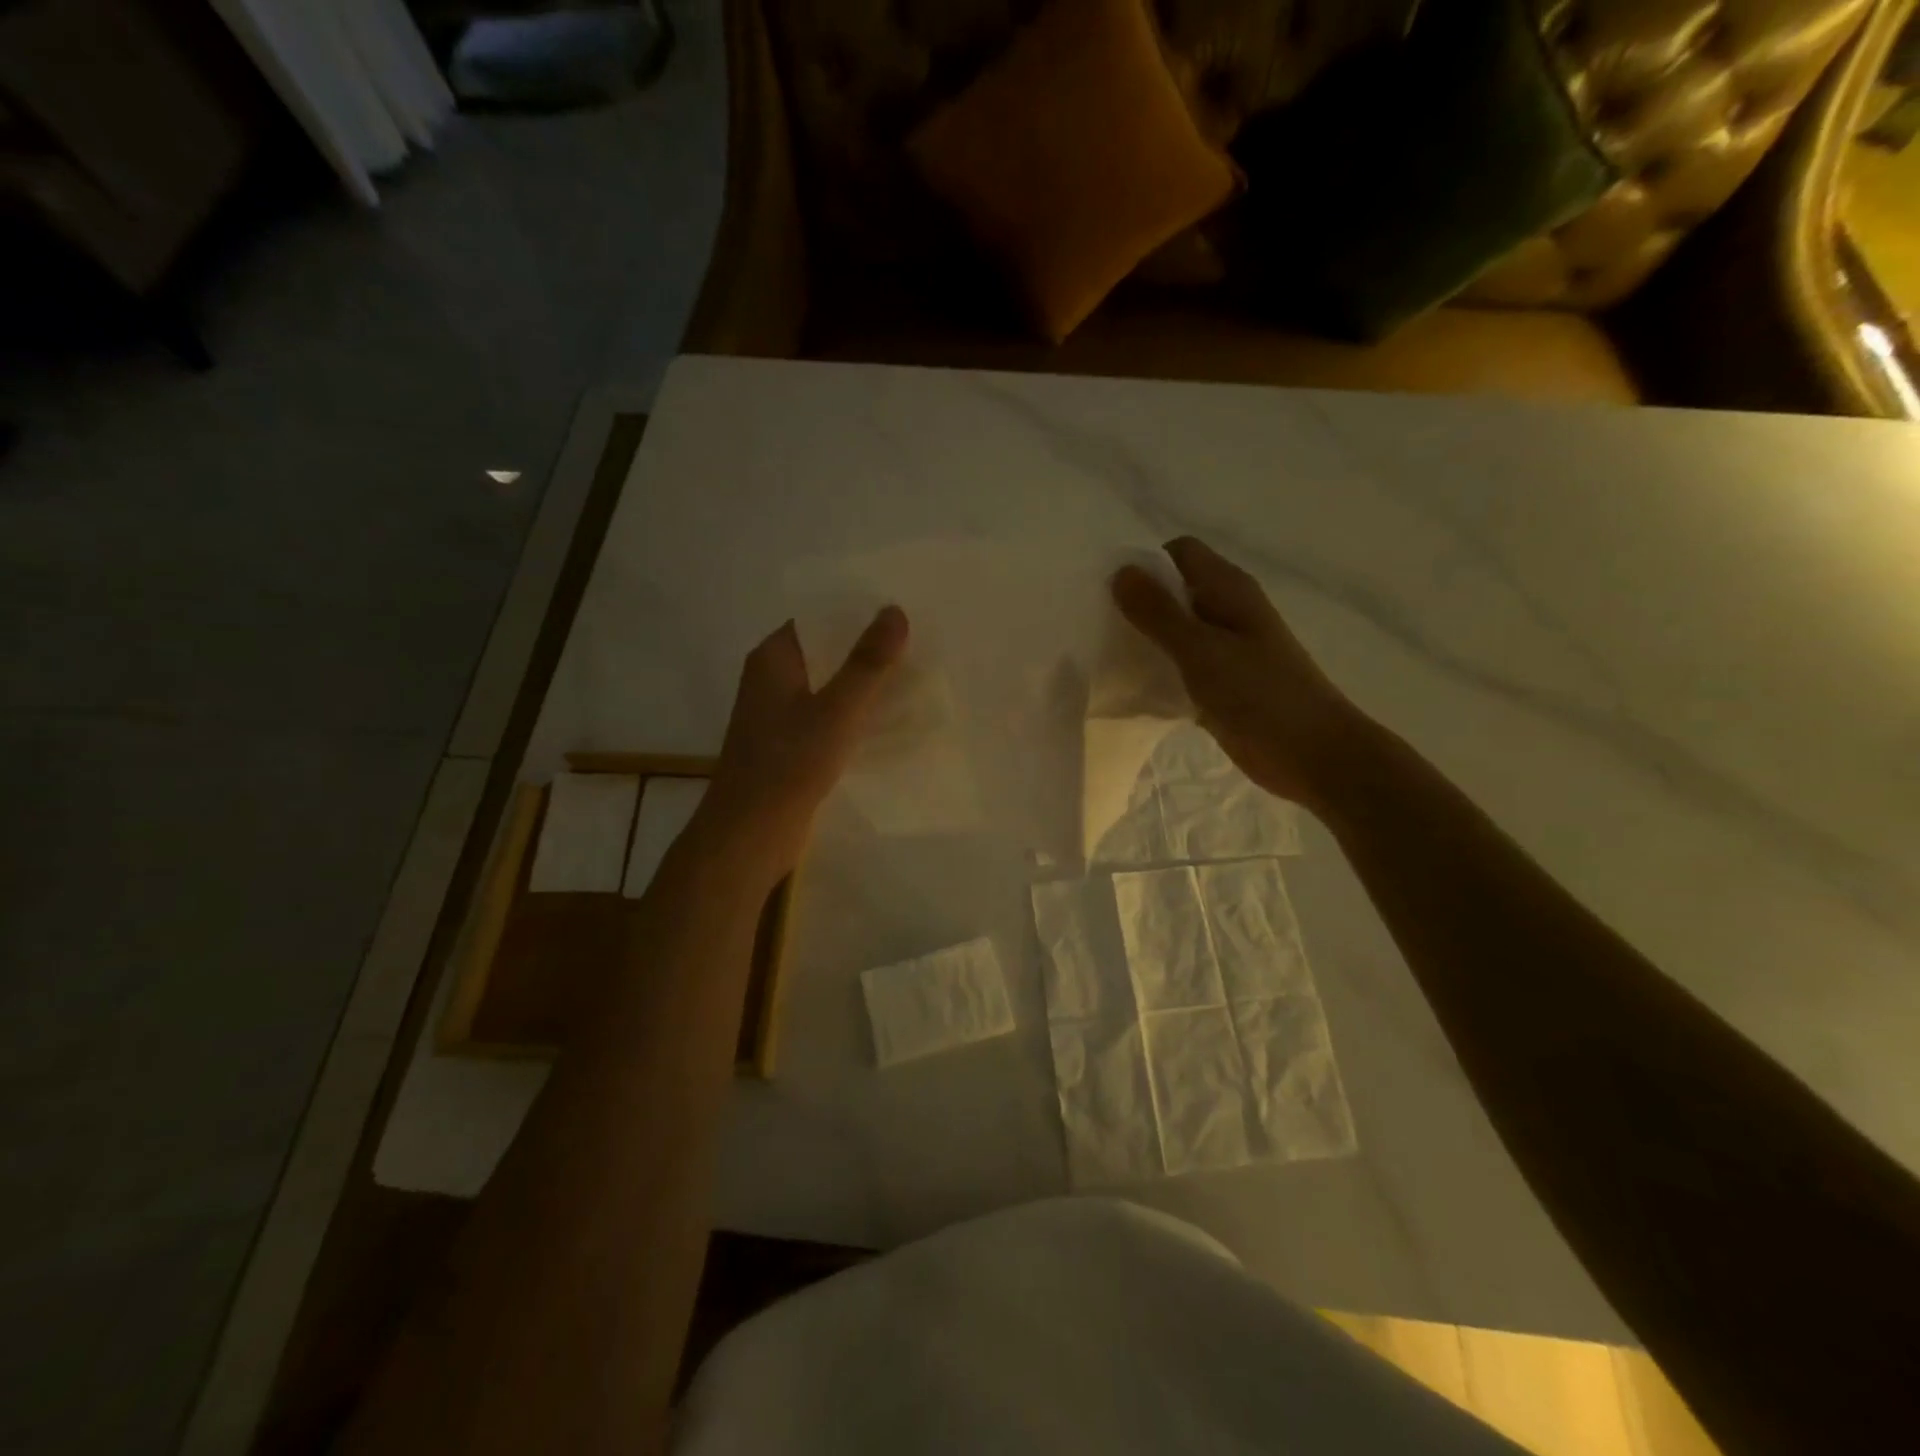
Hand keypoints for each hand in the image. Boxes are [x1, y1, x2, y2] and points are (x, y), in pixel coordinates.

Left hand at [697, 607, 908, 876]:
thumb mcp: (837, 709)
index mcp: (772, 659)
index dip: (854, 612)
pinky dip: (851, 714)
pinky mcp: (788, 746)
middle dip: (864, 649)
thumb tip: (894, 610)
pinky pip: (825, 717)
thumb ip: (867, 662)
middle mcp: (770, 680)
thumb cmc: (789, 763)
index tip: (897, 611)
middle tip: (915, 643)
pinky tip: (886, 720)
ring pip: (826, 686)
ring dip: (860, 684)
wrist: (750, 833)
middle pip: (823, 652)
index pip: (815, 618)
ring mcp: (777, 715)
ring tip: (910, 677)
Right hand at [1111, 537, 1365, 812]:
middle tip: (1095, 625)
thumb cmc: (1261, 695)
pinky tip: (1129, 689)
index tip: (1108, 590)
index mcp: (1229, 590)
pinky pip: (1180, 668)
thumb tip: (1120, 571)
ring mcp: (1225, 651)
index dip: (1144, 564)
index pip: (1179, 553)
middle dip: (1137, 603)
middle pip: (1174, 592)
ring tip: (1103, 655)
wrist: (1314, 755)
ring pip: (1175, 633)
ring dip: (1144, 640)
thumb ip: (1159, 612)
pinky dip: (1157, 673)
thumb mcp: (1201, 650)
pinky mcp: (1221, 686)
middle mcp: (1227, 612)